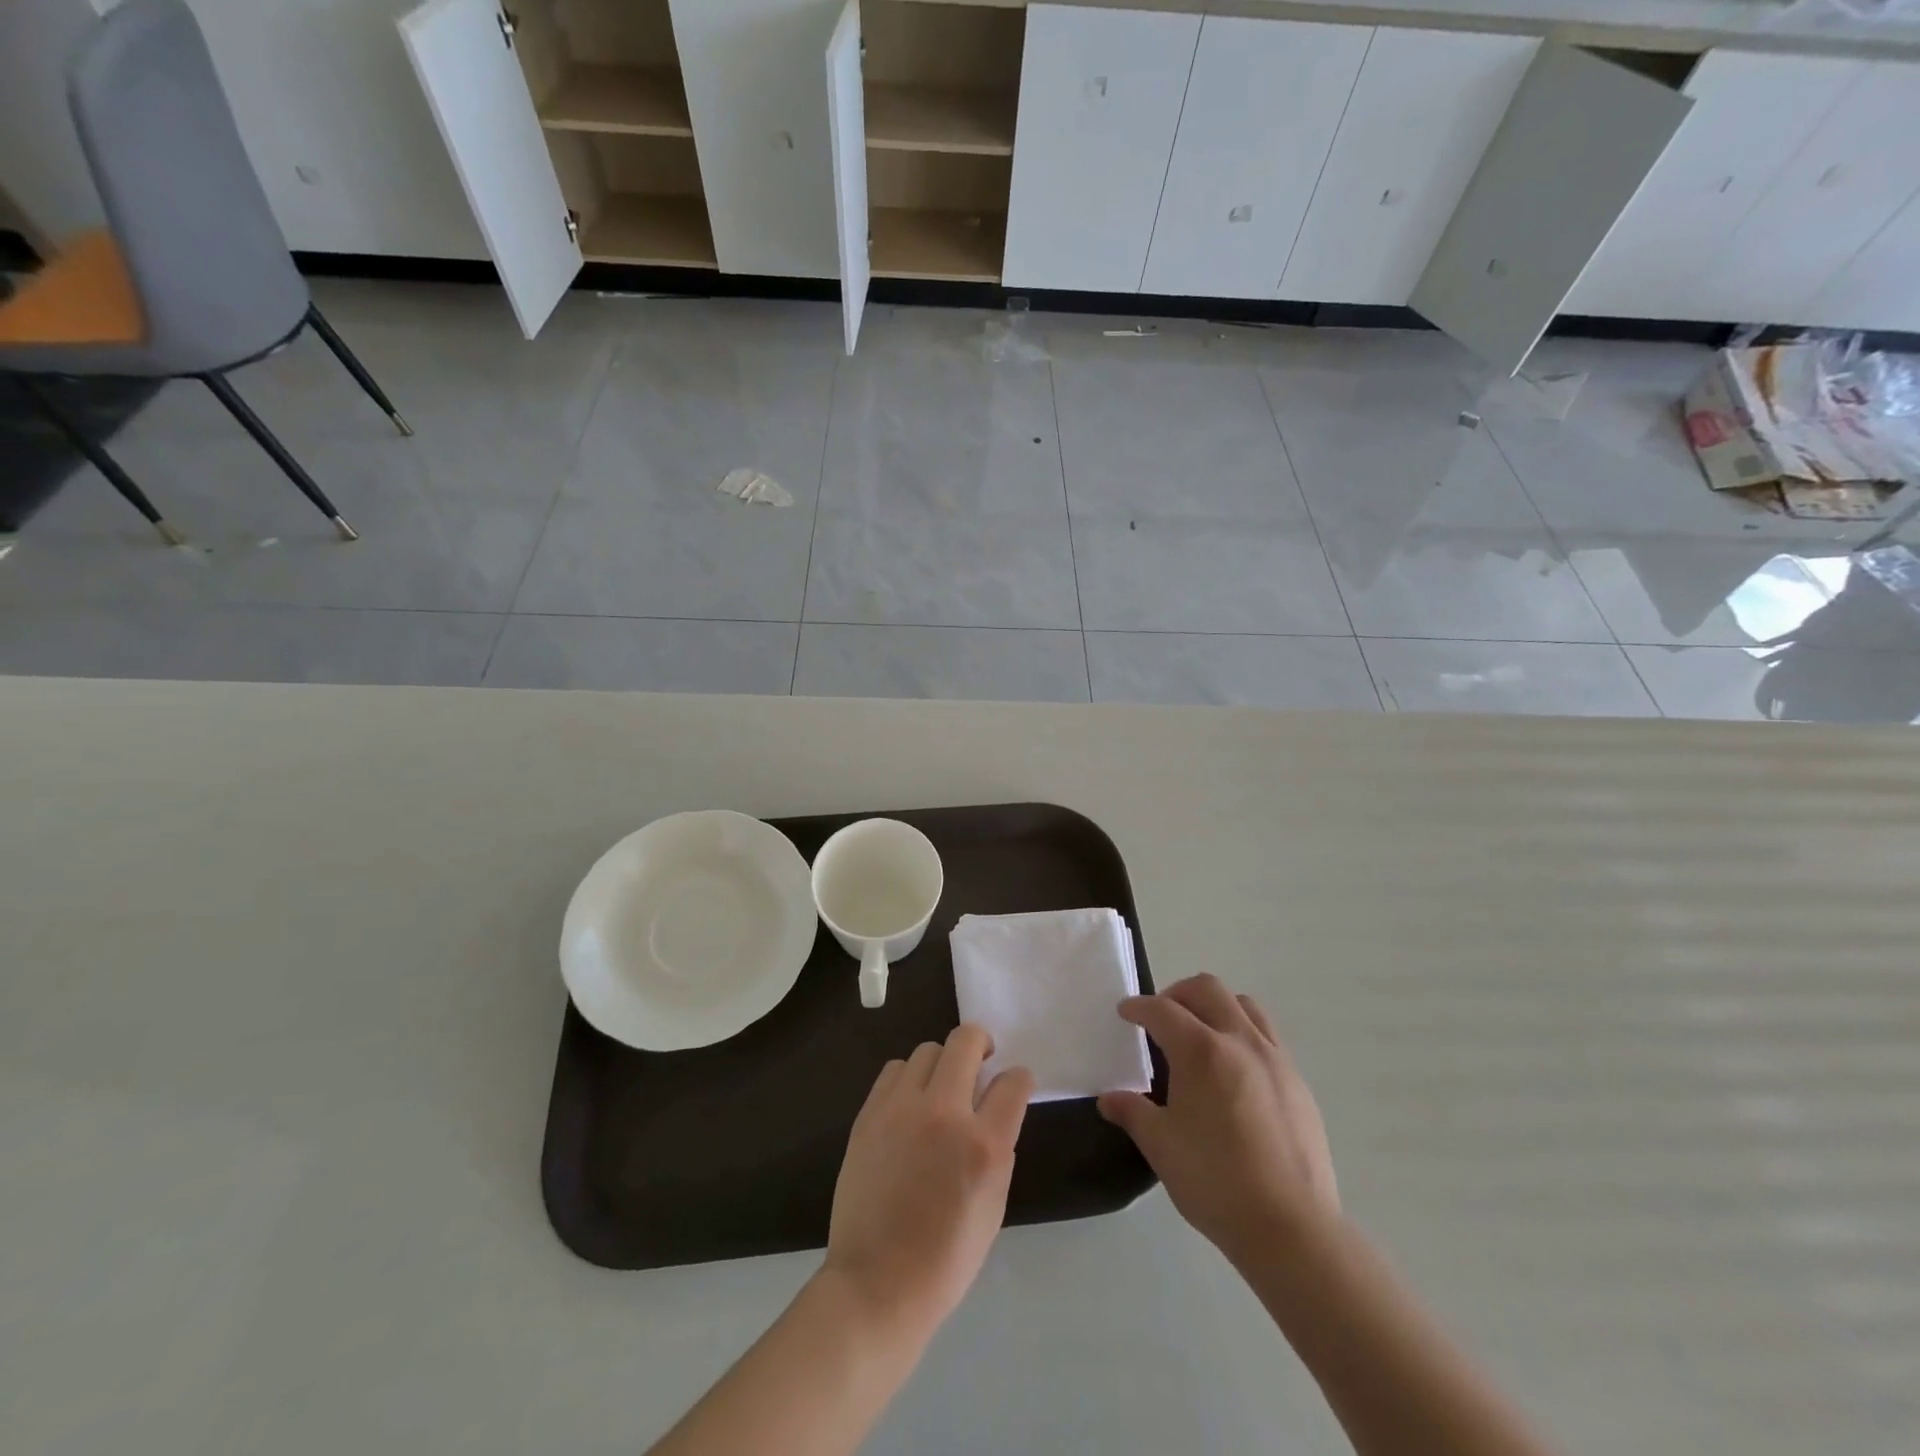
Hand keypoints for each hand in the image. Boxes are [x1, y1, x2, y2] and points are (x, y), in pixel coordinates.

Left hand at [824, 1024, 1034, 1341]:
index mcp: (983, 1144)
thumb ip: (998, 1146)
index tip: (1014, 1084)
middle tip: (982, 1062)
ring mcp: (901, 1108)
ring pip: (928, 1049)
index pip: (1013, 1082)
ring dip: (942, 1063)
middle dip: (981, 1044)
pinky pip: (895, 1069)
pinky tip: (910, 1104)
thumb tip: (994, 1108)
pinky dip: (909, 1078)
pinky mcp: (869, 1113)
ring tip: (941, 1088)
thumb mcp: (994, 1204)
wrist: (877, 1283)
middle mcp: (943, 1112)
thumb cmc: (946, 1257)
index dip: (1019, 1078)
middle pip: (966, 1040)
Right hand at [1098, 975, 1337, 1265]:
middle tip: (1161, 1018)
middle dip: (1177, 994)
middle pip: (1207, 989)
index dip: (1138, 1007)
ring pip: (1243, 1005)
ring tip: (1200, 1034)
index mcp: (1201, 1050)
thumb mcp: (1161, 1146)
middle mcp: (1240, 1041)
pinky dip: (1243, 1033)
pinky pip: (1267, 1035)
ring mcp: (1275, 1059)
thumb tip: (1109, 1099)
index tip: (1125, 1013)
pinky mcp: (1297, 1082)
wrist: (1291, 1228)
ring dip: (1215, 1006)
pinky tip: (1233, 1070)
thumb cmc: (1215, 1181)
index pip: (1162, 1010)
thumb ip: (1132, 1112)